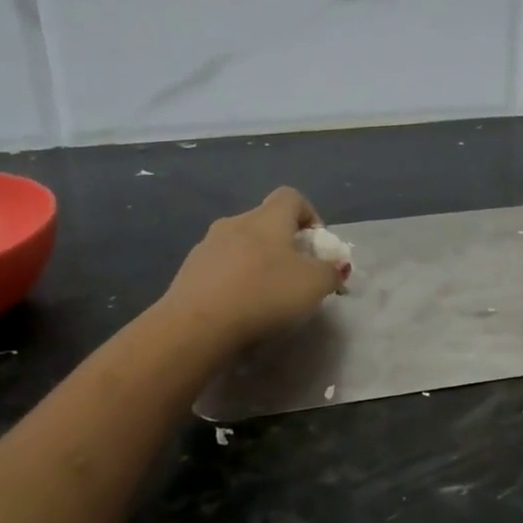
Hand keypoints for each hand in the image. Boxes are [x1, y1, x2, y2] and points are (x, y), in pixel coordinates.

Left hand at [161, 187, 343, 353]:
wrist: (197, 325)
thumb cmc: (264, 293)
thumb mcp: (314, 285)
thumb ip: (331, 272)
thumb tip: (334, 266)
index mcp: (267, 218)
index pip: (292, 197)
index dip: (309, 215)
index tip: (316, 246)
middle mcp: (235, 222)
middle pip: (265, 222)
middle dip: (283, 245)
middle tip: (295, 276)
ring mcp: (206, 246)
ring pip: (240, 246)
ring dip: (255, 263)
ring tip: (265, 296)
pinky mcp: (188, 272)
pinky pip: (219, 269)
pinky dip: (233, 282)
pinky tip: (238, 309)